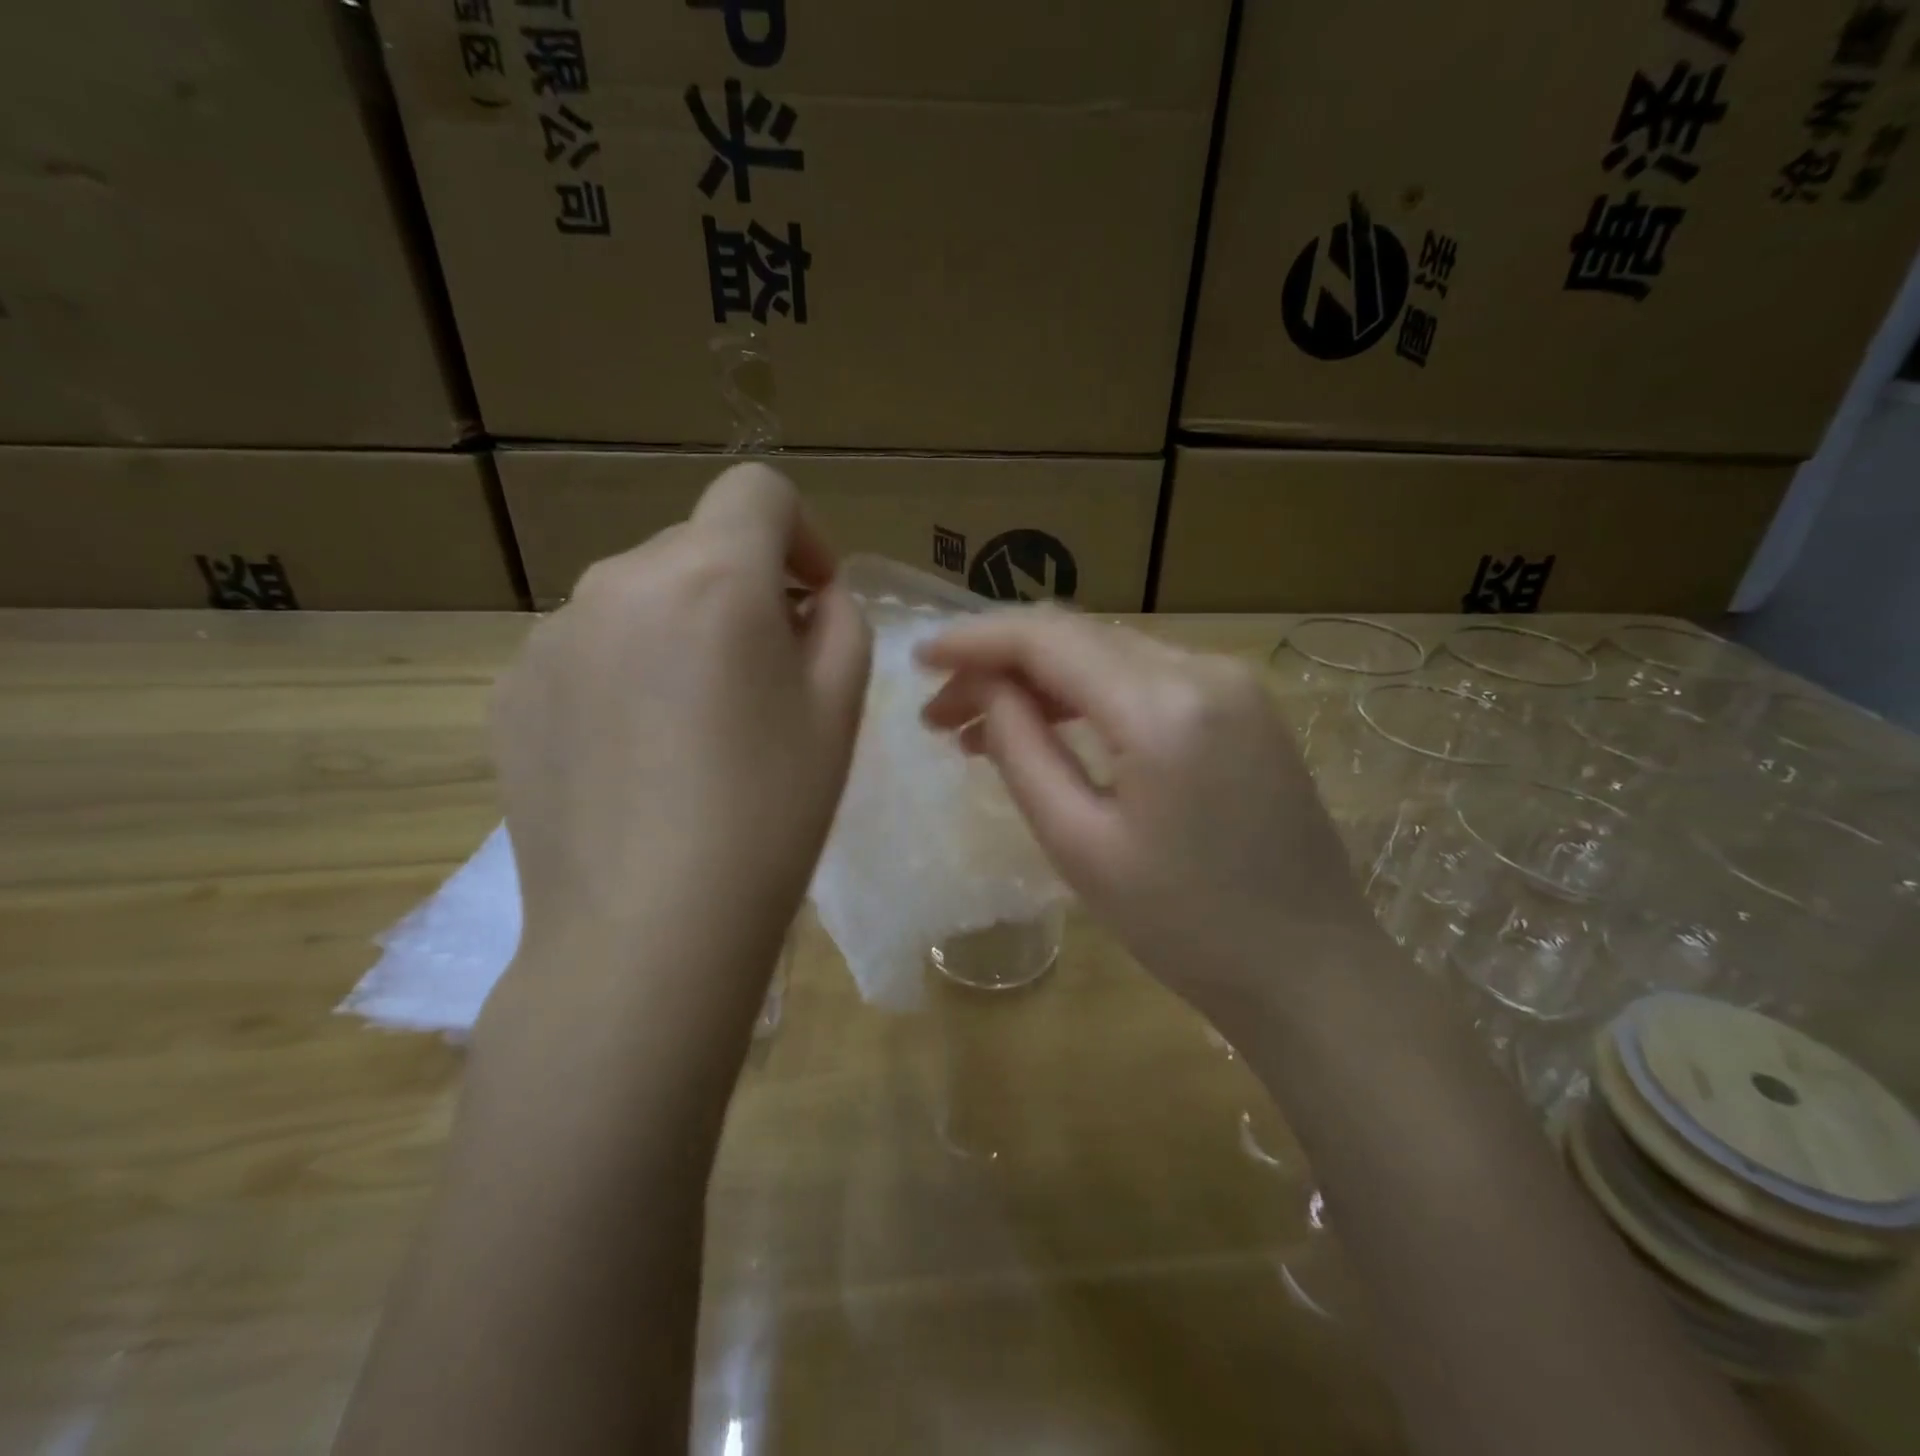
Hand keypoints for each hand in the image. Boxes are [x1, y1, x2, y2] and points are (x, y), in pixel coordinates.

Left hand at [489, 463, 871, 997]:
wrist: (649, 929)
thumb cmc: (769, 812)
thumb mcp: (840, 707)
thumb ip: (838, 621)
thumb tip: (805, 600)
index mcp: (711, 576)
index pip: (757, 491)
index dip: (800, 532)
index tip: (811, 598)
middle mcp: (618, 580)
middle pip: (697, 548)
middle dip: (743, 591)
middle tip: (765, 679)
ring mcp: (551, 636)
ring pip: (639, 599)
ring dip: (681, 632)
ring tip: (697, 727)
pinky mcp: (511, 691)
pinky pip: (589, 651)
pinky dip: (626, 674)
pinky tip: (638, 757)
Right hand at [919, 608, 1379, 1036]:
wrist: (1309, 968)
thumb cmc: (1185, 926)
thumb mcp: (1079, 844)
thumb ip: (1022, 751)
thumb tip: (985, 689)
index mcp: (1164, 706)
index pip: (1047, 639)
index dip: (974, 641)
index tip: (918, 659)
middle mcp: (1204, 668)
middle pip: (1077, 637)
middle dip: (1000, 665)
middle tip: (940, 714)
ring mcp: (1233, 682)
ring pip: (1109, 654)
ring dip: (1041, 680)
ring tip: (979, 728)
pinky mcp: (1243, 705)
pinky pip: (1146, 678)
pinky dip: (1089, 695)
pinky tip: (1050, 727)